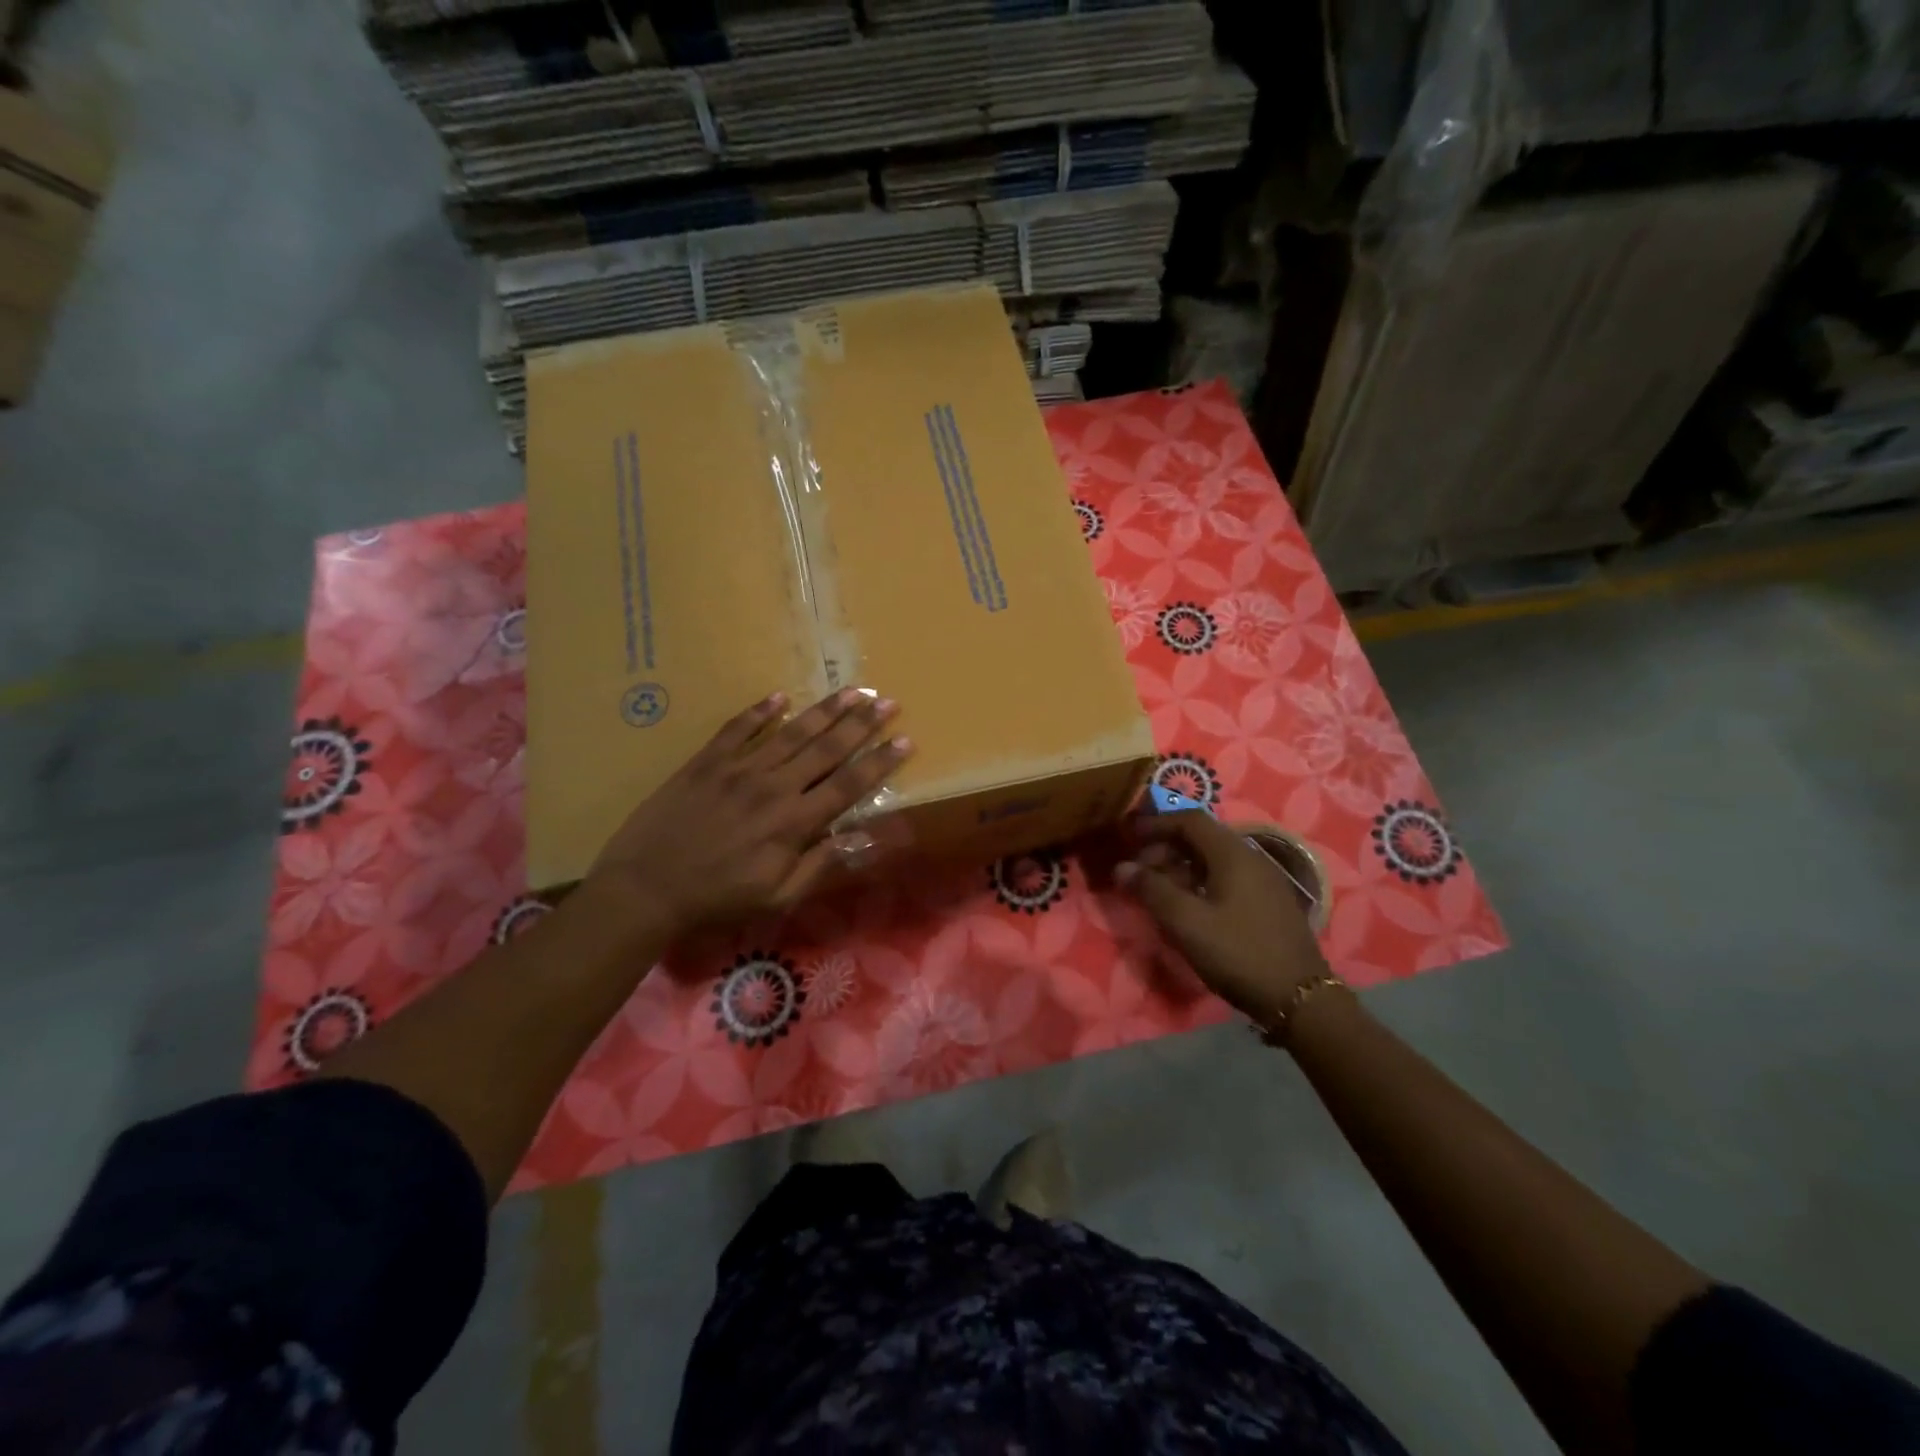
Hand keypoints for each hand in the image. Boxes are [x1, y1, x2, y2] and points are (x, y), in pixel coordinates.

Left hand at [584, 688, 911, 940]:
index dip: (880, 761)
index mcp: (794, 822)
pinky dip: (760, 711)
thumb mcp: (778, 897)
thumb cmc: (718, 898)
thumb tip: (862, 837)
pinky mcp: (707, 761)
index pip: (848, 784)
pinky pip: (738, 728)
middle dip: (862, 723)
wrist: (647, 886)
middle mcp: (774, 786)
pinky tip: (780, 696)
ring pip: (791, 732)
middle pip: (826, 748)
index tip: (905, 739)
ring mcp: (739, 768)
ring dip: (825, 710)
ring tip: (852, 690)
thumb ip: (820, 864)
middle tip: (887, 700)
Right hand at [1117, 812, 1329, 1024]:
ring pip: (1214, 859)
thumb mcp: (1187, 923)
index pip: (1189, 819)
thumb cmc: (1238, 953)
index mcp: (1232, 853)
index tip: (1128, 837)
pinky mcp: (1270, 903)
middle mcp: (1251, 857)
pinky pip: (1228, 877)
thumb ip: (1152, 890)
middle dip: (1166, 847)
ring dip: (1182, 867)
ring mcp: (1264, 880)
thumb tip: (1122, 867)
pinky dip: (1201, 881)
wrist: (1301, 999)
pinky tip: (1190, 908)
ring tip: (1159, 891)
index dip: (1155, 824)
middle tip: (1139, 870)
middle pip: (1202, 837)